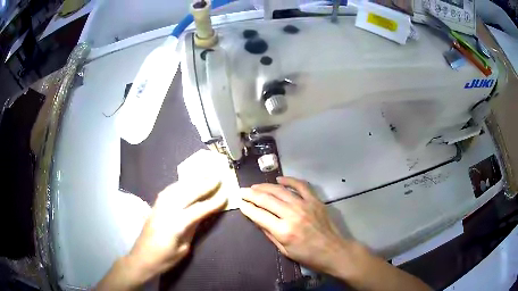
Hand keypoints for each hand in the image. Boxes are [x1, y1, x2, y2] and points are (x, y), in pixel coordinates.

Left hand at [97, 178, 226, 289]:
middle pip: (186, 194)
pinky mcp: (153, 207)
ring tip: (203, 175)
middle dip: (203, 185)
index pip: (197, 210)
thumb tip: (201, 216)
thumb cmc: (164, 260)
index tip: (225, 195)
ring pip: (176, 189)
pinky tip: (185, 183)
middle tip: (217, 177)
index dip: (212, 203)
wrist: (141, 259)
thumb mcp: (183, 249)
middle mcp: (165, 212)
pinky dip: (178, 185)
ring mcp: (158, 207)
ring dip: (191, 181)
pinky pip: (167, 191)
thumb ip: (191, 230)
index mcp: (174, 226)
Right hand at [239, 176, 355, 275]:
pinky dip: (289, 180)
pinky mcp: (315, 200)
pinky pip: (300, 185)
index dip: (247, 208)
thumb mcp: (284, 250)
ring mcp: (305, 205)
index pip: (259, 215)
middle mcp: (292, 214)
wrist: (333, 251)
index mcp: (283, 231)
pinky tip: (279, 179)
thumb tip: (257, 219)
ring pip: (280, 190)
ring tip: (255, 186)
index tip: (240, 203)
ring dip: (265, 186)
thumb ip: (270, 234)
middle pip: (267, 199)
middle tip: (242, 191)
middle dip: (251, 194)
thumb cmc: (308, 255)